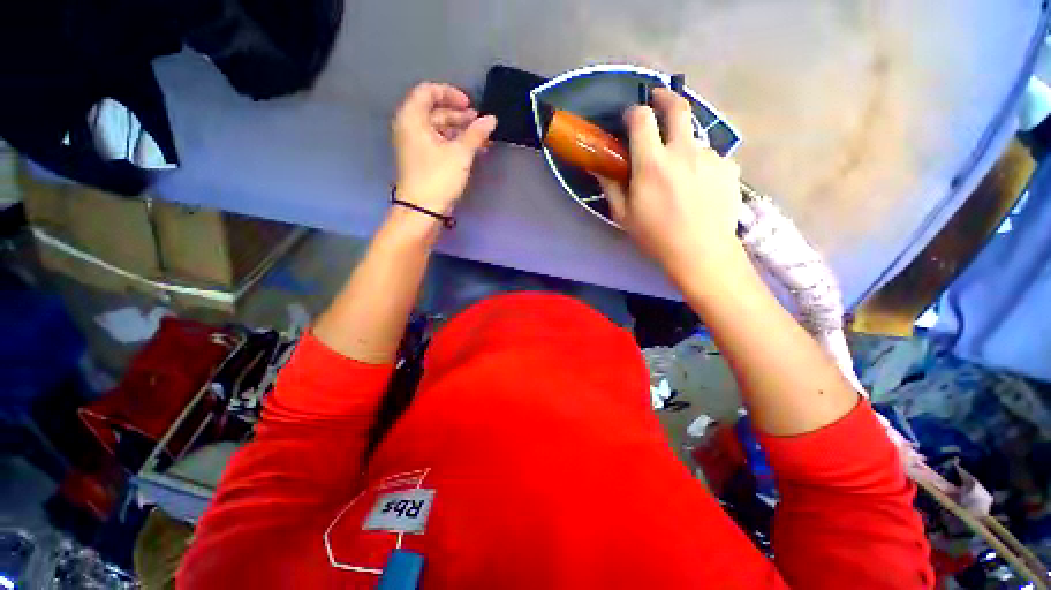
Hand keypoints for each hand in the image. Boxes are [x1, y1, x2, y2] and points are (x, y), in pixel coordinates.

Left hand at [392, 82, 496, 216]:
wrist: (422, 210)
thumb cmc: (438, 177)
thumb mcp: (460, 153)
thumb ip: (476, 134)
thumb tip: (492, 119)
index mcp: (412, 118)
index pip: (428, 91)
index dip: (451, 94)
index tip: (470, 105)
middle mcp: (410, 127)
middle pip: (435, 111)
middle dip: (459, 115)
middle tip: (480, 123)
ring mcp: (415, 145)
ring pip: (439, 129)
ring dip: (460, 131)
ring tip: (482, 139)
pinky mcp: (422, 161)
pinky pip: (439, 144)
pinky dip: (455, 144)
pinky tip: (473, 151)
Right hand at [595, 88, 742, 284]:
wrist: (701, 252)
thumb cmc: (655, 236)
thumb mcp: (624, 215)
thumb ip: (610, 186)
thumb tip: (599, 167)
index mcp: (652, 163)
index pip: (642, 119)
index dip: (633, 112)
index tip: (630, 118)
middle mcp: (683, 151)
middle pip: (678, 107)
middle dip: (665, 97)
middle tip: (659, 100)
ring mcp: (710, 156)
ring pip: (694, 138)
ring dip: (683, 145)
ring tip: (680, 173)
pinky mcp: (729, 167)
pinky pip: (711, 157)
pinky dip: (701, 164)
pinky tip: (699, 187)